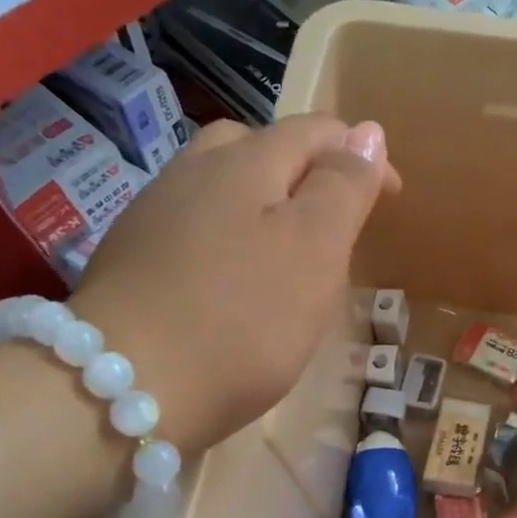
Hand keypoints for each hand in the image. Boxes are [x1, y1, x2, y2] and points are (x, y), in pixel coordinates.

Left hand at [73, 115, 399, 451]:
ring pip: (222, 182)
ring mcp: (155, 211)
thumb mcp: (315, 248)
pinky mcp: (133, 253)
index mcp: (247, 162)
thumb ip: (344, 186)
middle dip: (308, 168)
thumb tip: (369, 132)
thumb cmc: (244, 318)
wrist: (125, 386)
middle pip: (260, 145)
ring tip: (289, 246)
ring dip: (265, 198)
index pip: (316, 131)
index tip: (391, 198)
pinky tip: (233, 275)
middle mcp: (195, 171)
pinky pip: (196, 221)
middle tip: (336, 219)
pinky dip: (230, 231)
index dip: (361, 155)